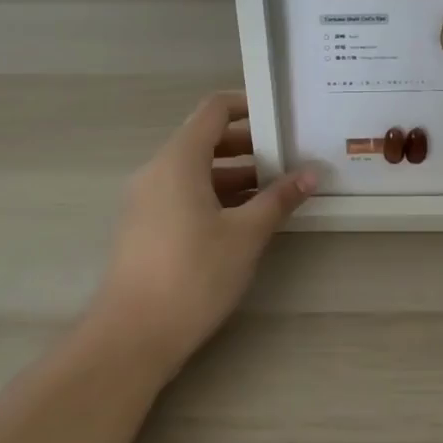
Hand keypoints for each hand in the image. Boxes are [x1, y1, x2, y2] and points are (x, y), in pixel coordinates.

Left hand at [94, 92, 316, 378]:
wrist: (131, 337)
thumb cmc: (193, 275)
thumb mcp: (245, 235)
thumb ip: (279, 198)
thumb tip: (312, 173)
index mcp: (179, 159)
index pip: (214, 110)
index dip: (247, 105)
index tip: (280, 116)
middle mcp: (158, 170)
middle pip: (205, 138)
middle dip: (248, 145)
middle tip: (288, 155)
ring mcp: (147, 199)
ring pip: (195, 169)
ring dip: (234, 173)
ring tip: (275, 190)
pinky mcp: (145, 225)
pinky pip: (183, 192)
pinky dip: (214, 194)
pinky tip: (244, 218)